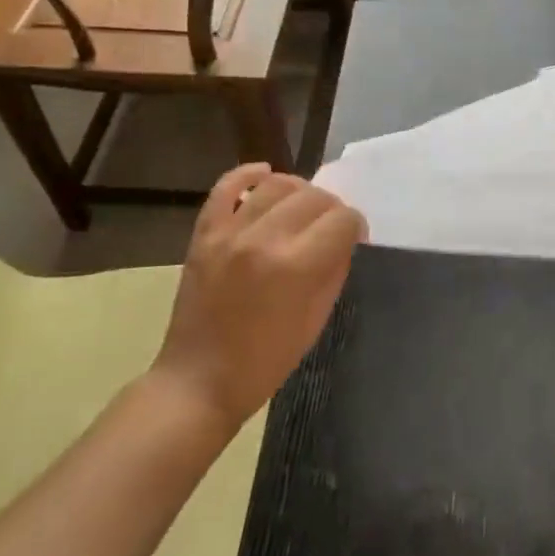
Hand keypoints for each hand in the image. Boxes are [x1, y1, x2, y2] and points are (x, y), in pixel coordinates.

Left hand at [155, 163, 366, 431]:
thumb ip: (334, 271)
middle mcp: (263, 239)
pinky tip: (265, 174)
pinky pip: (225, 187)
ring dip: (298, 190)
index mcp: (296, 267)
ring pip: (276, 184)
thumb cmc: (266, 361)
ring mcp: (229, 233)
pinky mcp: (203, 234)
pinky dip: (247, 174)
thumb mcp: (316, 320)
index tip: (354, 238)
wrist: (199, 381)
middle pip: (314, 197)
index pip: (342, 220)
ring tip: (303, 206)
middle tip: (331, 227)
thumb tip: (344, 239)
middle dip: (332, 208)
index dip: (356, 226)